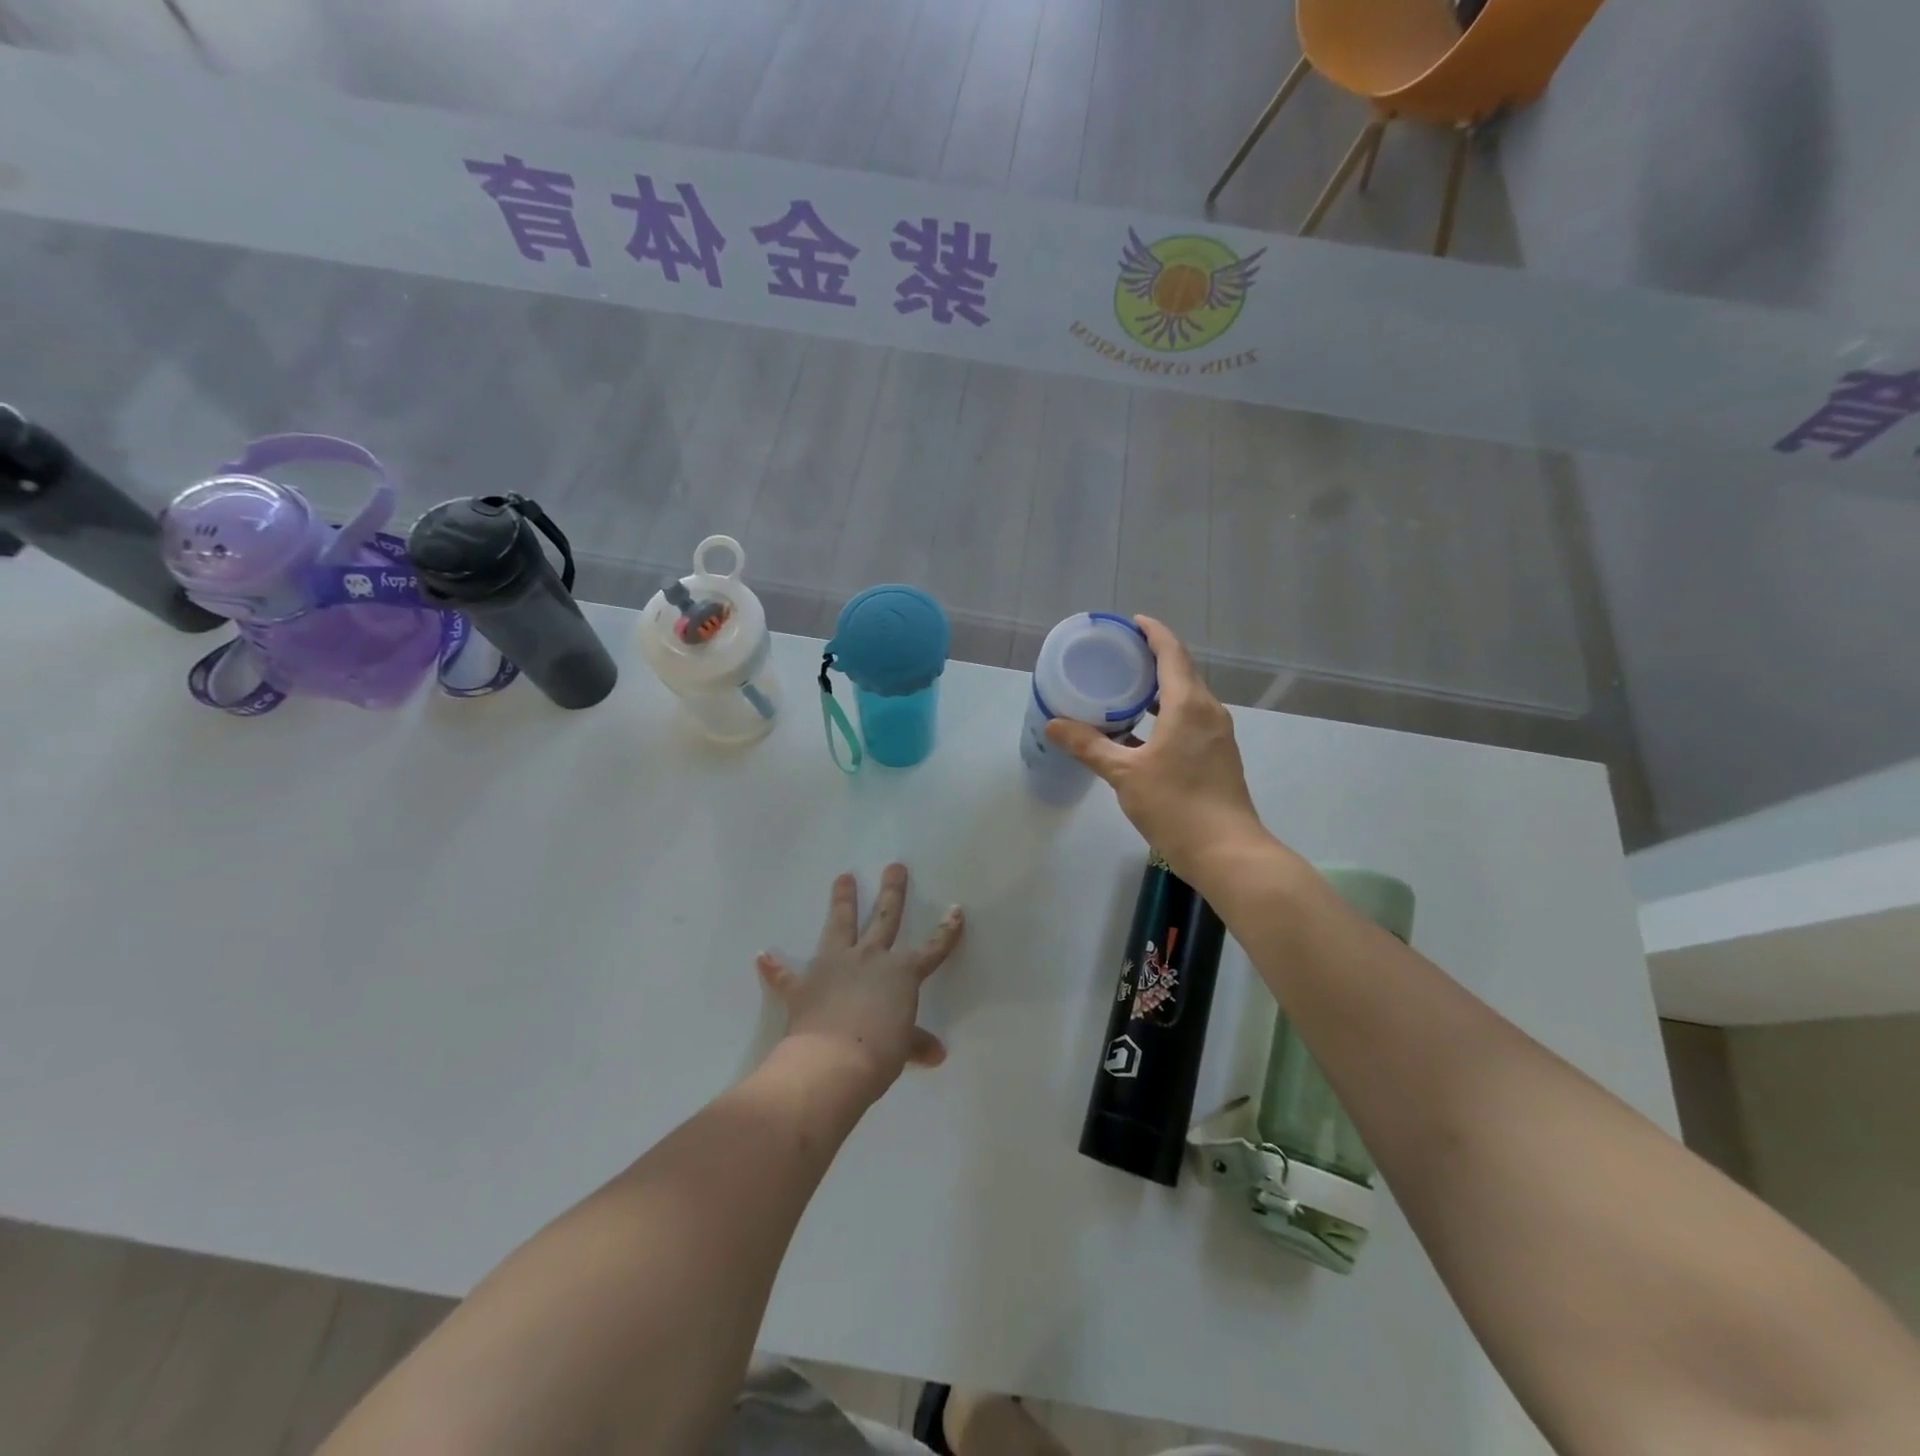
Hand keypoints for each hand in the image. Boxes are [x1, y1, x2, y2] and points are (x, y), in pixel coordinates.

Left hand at [756, 864, 963, 1101]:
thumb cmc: (878, 1054)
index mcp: (901, 973)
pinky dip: (775, 968)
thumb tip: (936, 1054)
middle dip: (891, 891)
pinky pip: (786, 975)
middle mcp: (870, 959)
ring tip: (843, 877)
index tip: (955, 910)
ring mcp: (834, 967)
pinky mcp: (803, 985)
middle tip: (894, 867)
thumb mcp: (902, 1048)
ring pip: (840, 926)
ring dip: (842, 901)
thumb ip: (916, 1043)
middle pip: (884, 919)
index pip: (931, 949)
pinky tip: (763, 956)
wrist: (831, 1063)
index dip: (946, 932)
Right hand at [1044, 616, 1268, 885]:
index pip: (1171, 652)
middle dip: (1153, 658)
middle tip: (1118, 655)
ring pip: (1187, 697)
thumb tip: (1053, 724)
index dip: (1153, 632)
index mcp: (1189, 704)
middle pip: (1181, 671)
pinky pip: (1190, 719)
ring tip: (1125, 689)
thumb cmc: (1175, 805)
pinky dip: (1166, 713)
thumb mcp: (1124, 774)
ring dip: (1159, 688)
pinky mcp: (1218, 755)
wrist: (1226, 851)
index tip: (1131, 623)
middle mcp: (1208, 711)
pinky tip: (1142, 731)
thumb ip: (1089, 745)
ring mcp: (1217, 734)